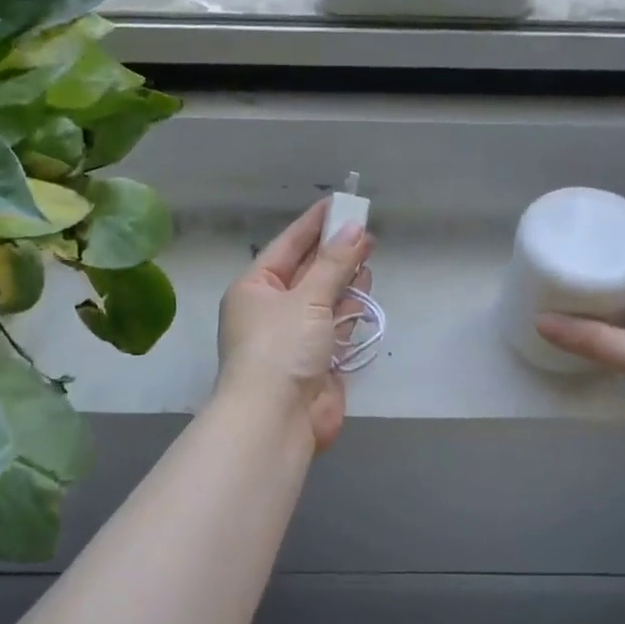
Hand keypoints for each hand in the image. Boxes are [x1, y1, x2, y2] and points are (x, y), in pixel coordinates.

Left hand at [216, 199, 373, 451]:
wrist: (276, 420)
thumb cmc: (281, 348)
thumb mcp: (307, 298)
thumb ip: (334, 264)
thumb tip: (356, 229)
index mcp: (254, 288)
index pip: (287, 246)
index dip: (313, 224)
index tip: (338, 203)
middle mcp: (271, 309)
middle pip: (307, 271)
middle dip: (334, 251)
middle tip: (365, 228)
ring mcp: (294, 337)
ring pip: (323, 297)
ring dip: (344, 277)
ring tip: (369, 252)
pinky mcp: (317, 360)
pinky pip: (335, 325)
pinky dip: (350, 308)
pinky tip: (365, 290)